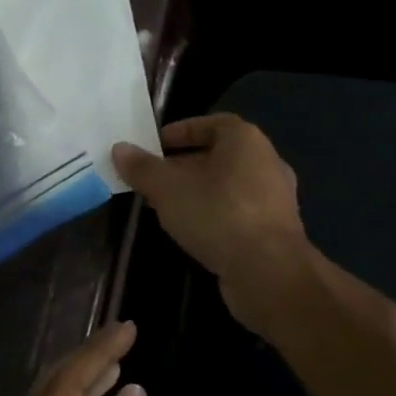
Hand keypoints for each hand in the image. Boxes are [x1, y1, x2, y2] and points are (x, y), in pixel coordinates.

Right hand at [113, 115, 313, 332]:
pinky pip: (238, 212)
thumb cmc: (217, 214)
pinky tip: (192, 230)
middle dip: (184, 165)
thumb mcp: (168, 188)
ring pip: (228, 186)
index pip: (212, 123)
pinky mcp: (275, 230)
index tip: (156, 145)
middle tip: (153, 178)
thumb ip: (142, 167)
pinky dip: (214, 214)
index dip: (182, 131)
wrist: (268, 271)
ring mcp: (275, 198)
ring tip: (166, 205)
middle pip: (219, 156)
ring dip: (198, 192)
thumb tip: (119, 149)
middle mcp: (266, 162)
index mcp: (246, 140)